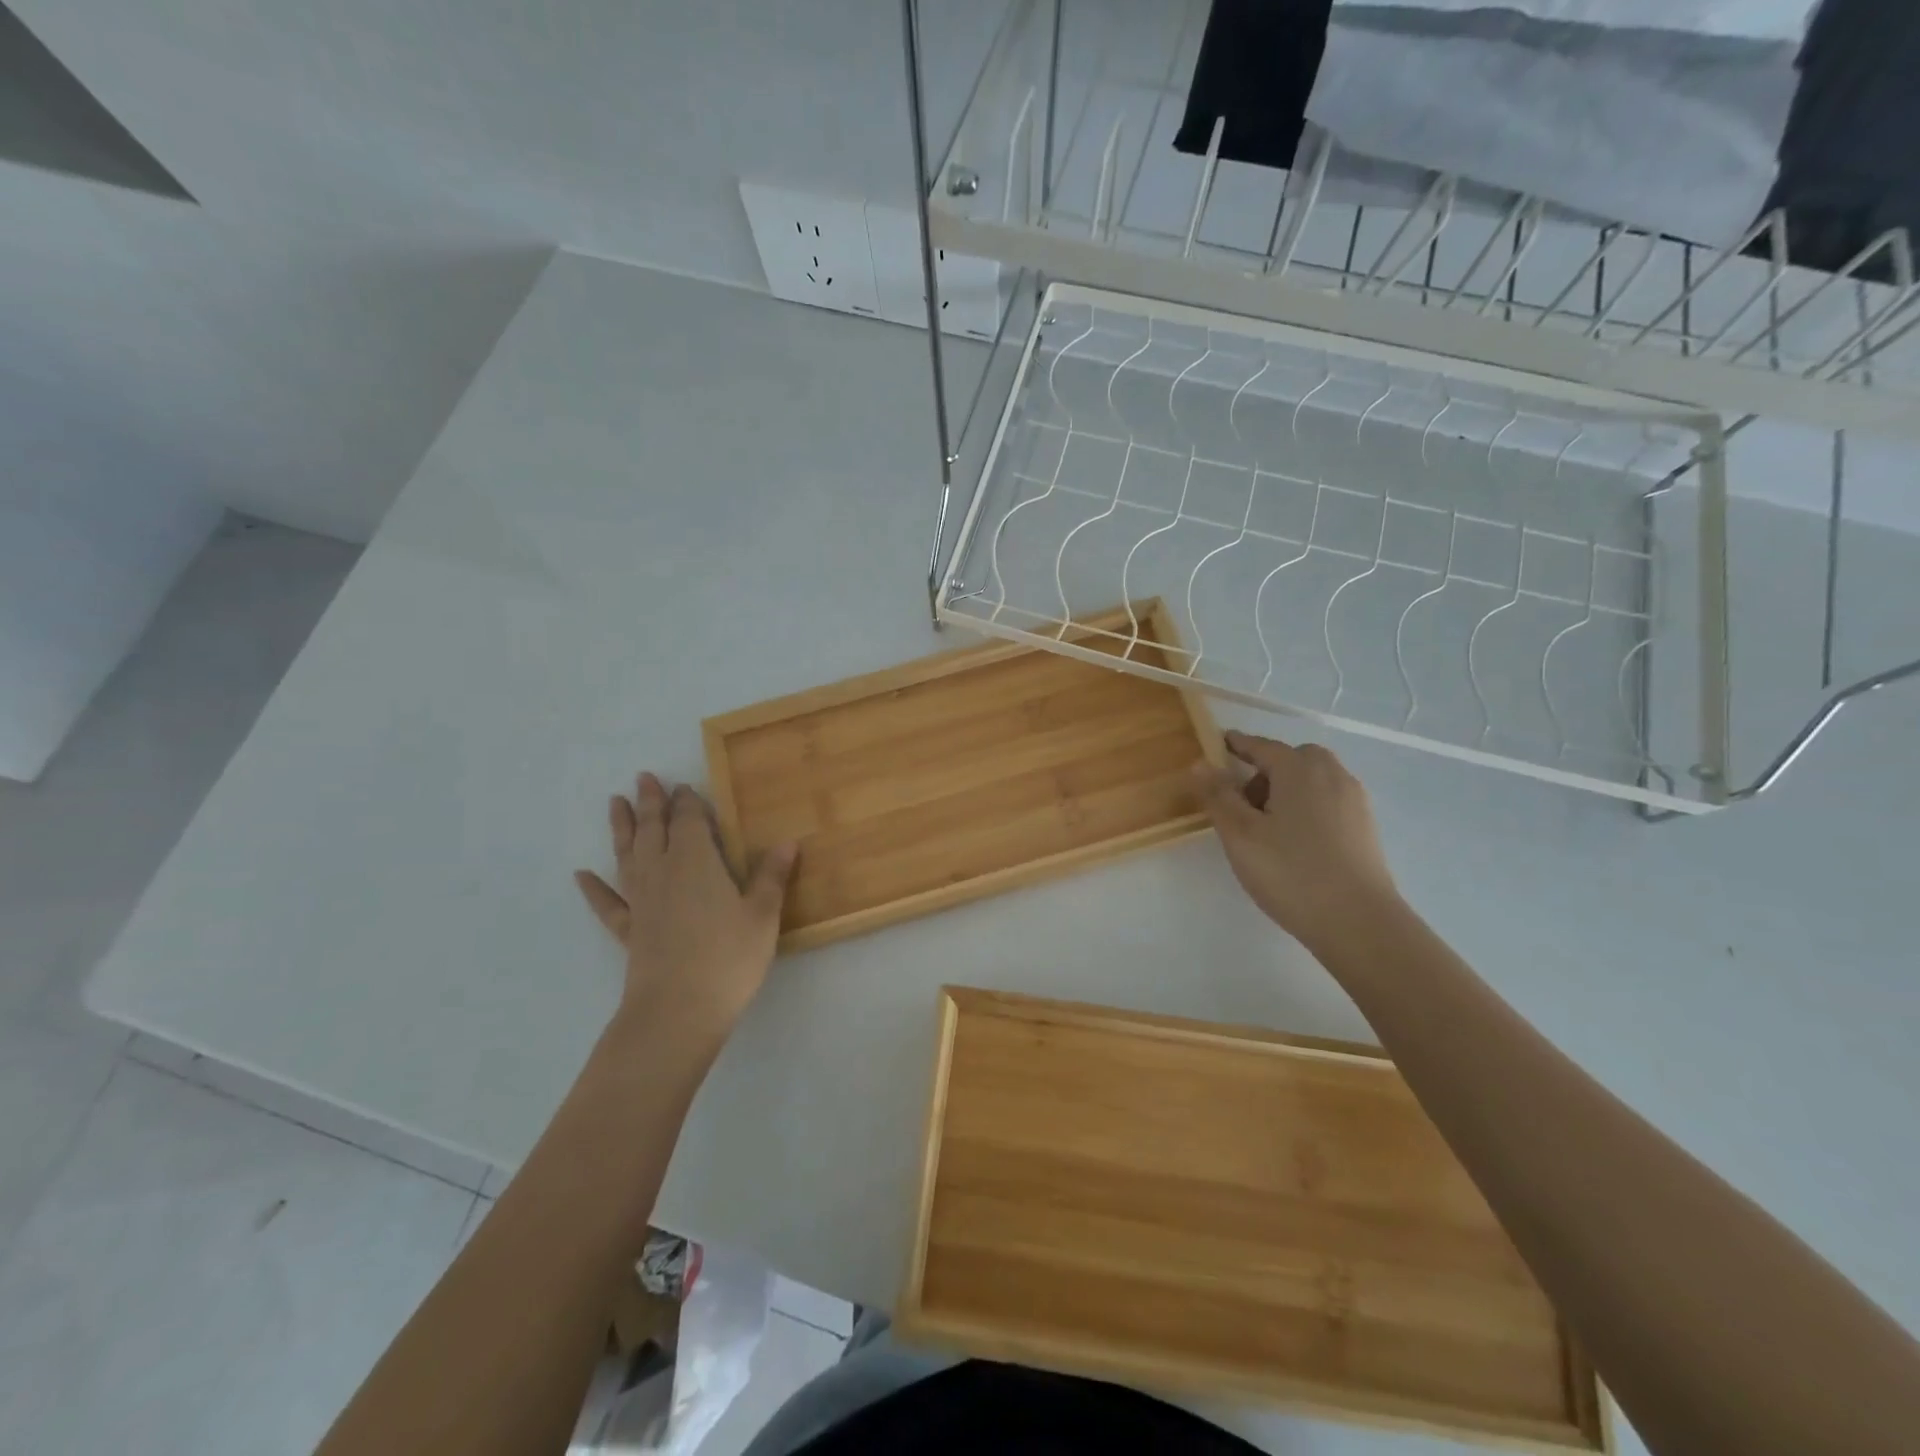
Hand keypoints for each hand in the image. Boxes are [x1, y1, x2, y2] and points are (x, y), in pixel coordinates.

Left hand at [574, 773, 796, 1042]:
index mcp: (697, 862)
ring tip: (615, 804)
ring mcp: (641, 901)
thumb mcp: (762, 915)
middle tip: (643, 778)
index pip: (690, 821)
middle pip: (655, 830)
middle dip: (651, 803)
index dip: (688, 802)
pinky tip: (581, 876)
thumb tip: (787, 841)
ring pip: (628, 855)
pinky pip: (608, 903)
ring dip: (623, 829)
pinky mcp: (629, 931)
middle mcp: (663, 872)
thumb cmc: (728, 958)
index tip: (685, 786)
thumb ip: (771, 876)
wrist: (678, 1010)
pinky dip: (594, 888)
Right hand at [1191, 731, 1399, 950]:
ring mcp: (1354, 801)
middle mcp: (1332, 775)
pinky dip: (1307, 807)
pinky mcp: (1365, 827)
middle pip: (1292, 759)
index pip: (1262, 746)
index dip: (1237, 745)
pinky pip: (1328, 801)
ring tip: (1266, 827)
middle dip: (1265, 770)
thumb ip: (1218, 796)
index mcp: (1300, 769)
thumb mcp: (1240, 834)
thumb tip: (1200, 764)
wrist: (1358, 922)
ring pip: (1313, 781)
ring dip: (1287, 789)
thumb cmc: (1290, 872)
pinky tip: (1295, 842)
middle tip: (1242, 801)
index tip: (1219, 743)